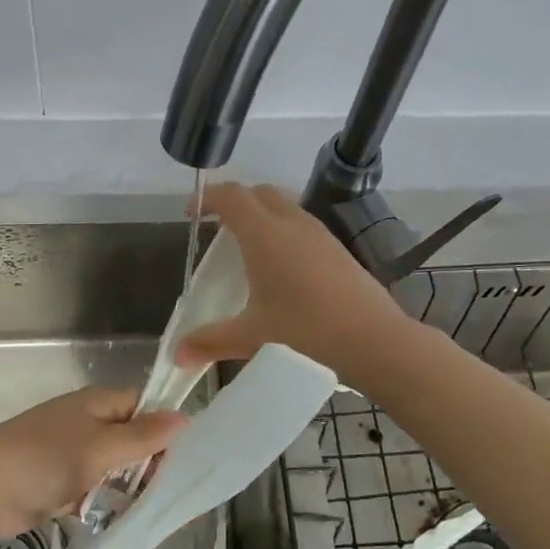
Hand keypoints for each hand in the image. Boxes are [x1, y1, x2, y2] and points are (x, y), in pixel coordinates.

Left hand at [0, 387, 186, 539]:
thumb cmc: (46, 459)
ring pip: (111, 468)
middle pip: (128, 438)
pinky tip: (122, 521)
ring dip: (127, 487)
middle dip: (149, 462)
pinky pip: (91, 490)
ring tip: (154, 509)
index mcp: (95, 403)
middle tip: (173, 488)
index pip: (141, 405)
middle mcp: (84, 423)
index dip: (163, 425)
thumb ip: (143, 436)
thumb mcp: (101, 447)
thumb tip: (184, 417)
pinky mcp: (56, 485)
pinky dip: (103, 504)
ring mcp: (68, 454)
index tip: (187, 453)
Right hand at [174, 182, 415, 387]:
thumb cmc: (305, 331)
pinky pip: (300, 222)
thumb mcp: (251, 336)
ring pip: (283, 205)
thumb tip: (177, 355)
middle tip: (217, 226)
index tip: (191, 214)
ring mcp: (318, 232)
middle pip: (257, 193)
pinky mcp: (336, 246)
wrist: (372, 339)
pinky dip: (282, 228)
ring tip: (247, 245)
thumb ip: (210, 341)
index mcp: (264, 234)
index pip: (231, 196)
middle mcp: (291, 222)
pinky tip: (281, 264)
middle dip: (234, 201)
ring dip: (261, 213)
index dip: (207, 198)